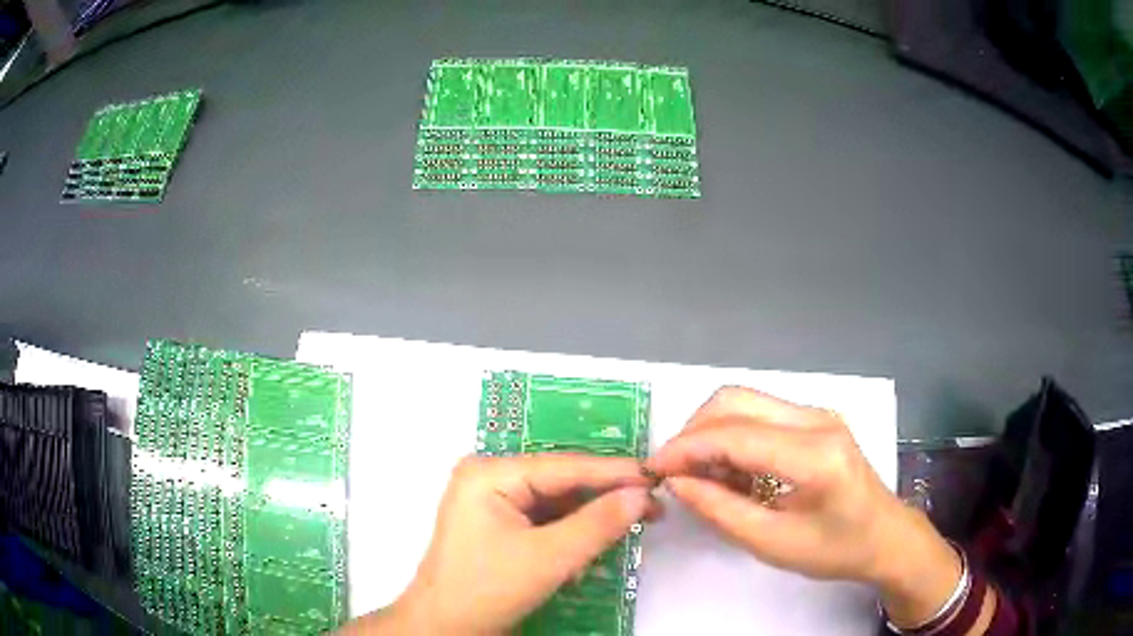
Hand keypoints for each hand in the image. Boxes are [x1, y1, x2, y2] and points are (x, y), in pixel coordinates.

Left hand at [345, 454, 656, 635]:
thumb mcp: (548, 558)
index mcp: (490, 474)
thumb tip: (640, 495)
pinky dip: (568, 536)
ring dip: (587, 522)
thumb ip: (597, 524)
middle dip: (603, 500)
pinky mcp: (496, 525)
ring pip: (555, 504)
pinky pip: (543, 521)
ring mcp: (490, 502)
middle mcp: (488, 478)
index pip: (564, 466)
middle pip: (560, 484)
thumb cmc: (487, 590)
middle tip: (650, 509)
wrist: (445, 627)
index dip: (614, 473)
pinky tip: (588, 553)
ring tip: (628, 530)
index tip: (656, 479)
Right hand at [646, 387, 964, 626]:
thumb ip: (720, 510)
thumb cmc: (834, 549)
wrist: (884, 535)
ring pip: (744, 401)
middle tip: (675, 473)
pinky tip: (732, 471)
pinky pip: (759, 414)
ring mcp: (817, 413)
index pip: (735, 434)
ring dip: (711, 433)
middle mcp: (816, 419)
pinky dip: (733, 436)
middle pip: (735, 401)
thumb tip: (677, 482)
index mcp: (814, 455)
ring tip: (704, 476)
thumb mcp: (772, 543)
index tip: (653, 470)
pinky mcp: (814, 419)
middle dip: (693, 432)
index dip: (685, 448)